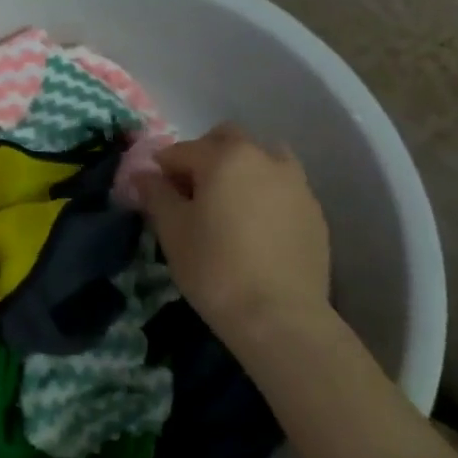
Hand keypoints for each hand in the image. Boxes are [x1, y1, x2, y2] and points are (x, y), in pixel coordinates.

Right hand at [139, 125, 330, 342]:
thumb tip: (143, 175)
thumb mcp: (172, 230)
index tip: (155, 194)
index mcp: (224, 156)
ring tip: (229, 206)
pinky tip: (256, 228)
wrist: (281, 318)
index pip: (181, 151)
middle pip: (227, 140)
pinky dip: (265, 194)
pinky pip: (283, 188)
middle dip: (204, 156)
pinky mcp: (315, 212)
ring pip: (262, 159)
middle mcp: (263, 158)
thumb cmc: (215, 268)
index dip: (162, 170)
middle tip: (192, 193)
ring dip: (241, 170)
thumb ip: (156, 194)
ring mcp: (296, 184)